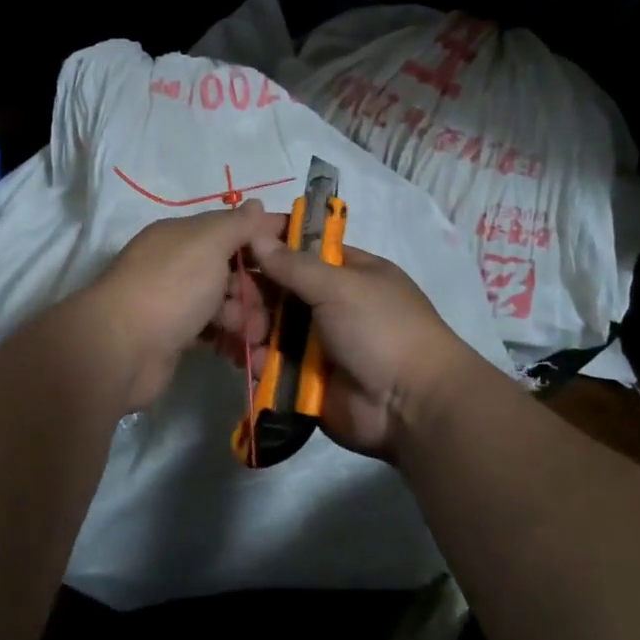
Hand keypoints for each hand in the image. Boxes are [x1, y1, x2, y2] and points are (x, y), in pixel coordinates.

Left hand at [87, 200, 278, 410]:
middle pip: (230, 269)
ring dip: (245, 317)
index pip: (231, 228)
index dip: (263, 237)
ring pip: (224, 303)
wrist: (121, 349)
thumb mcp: (208, 243)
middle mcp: (176, 264)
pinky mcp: (174, 336)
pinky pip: (212, 331)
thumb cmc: (171, 286)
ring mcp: (174, 302)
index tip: (296, 252)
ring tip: (251, 336)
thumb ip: (236, 224)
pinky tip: (241, 351)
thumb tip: (255, 203)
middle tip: (267, 309)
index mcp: (182, 236)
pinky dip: (228, 338)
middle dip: (254, 288)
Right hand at [242, 226, 481, 461]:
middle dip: (251, 291)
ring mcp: (316, 343)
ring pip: (269, 327)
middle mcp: (330, 304)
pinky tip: (243, 357)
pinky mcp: (304, 379)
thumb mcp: (340, 286)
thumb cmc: (381, 329)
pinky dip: (255, 359)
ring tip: (235, 329)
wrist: (411, 406)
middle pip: (278, 289)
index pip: (301, 249)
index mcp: (347, 273)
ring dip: (248, 324)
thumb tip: (255, 233)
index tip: (234, 242)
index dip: (269, 244)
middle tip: (228, 297)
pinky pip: (270, 363)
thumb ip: (294, 264)